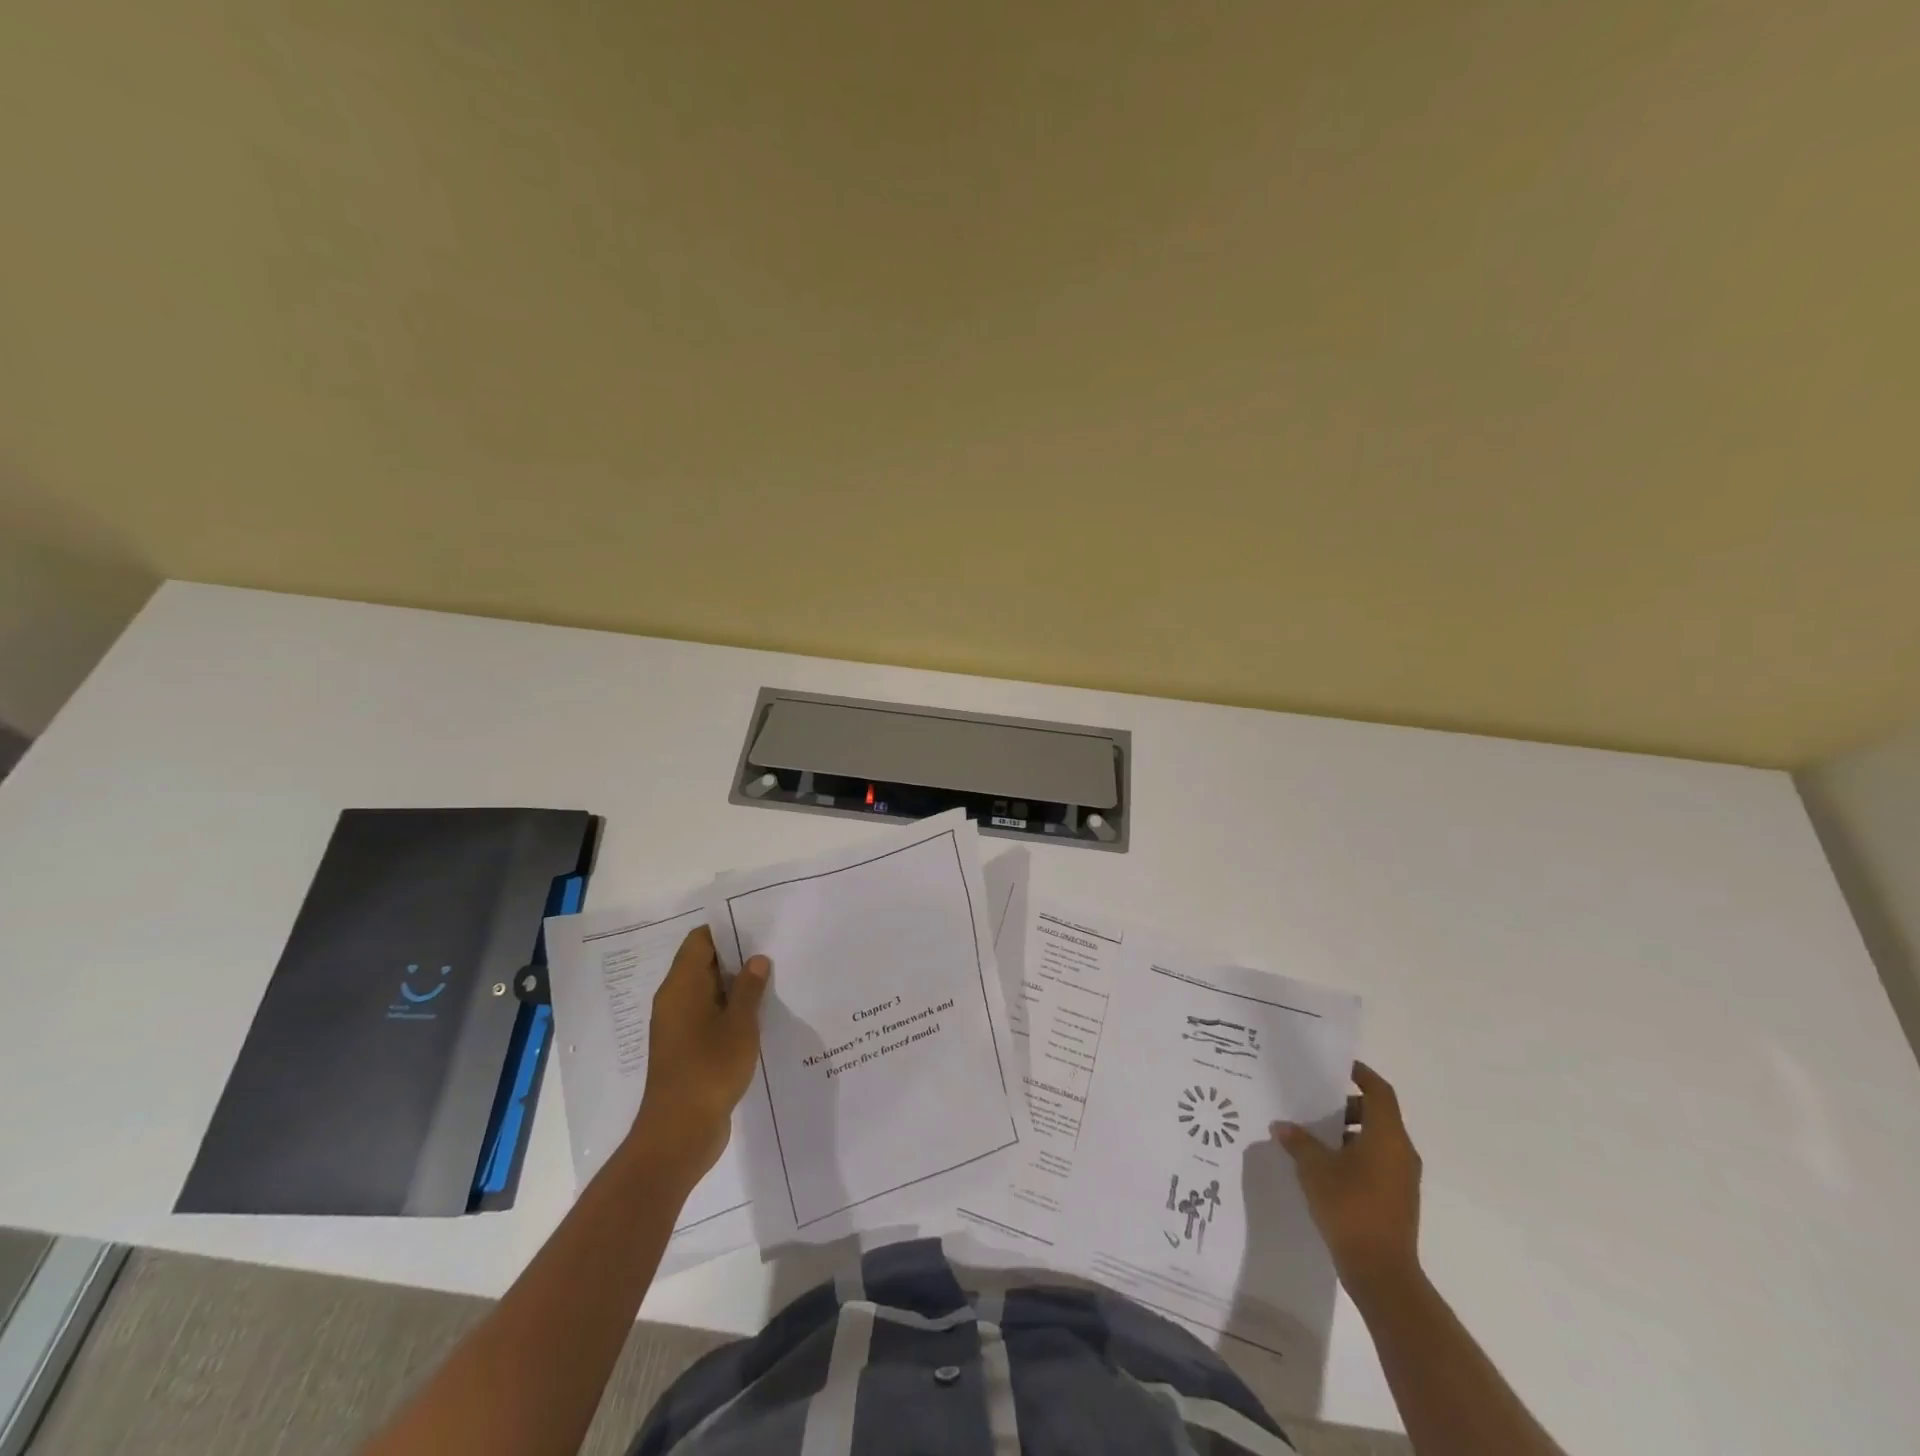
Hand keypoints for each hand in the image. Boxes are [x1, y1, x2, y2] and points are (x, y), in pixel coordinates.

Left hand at [629, 927, 769, 1179]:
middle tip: (774, 950)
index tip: (759, 926)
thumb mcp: (740, 1025)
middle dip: (737, 957)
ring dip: (736, 987)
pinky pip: (708, 1017)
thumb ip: (750, 988)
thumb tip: (756, 959)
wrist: (679, 1134)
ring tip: (773, 980)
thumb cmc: (709, 1069)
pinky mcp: (686, 1050)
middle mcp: (674, 1001)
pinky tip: (760, 1016)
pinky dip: (730, 1011)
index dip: (727, 929)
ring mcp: (678, 1027)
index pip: (700, 941)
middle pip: (703, 964)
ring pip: (708, 992)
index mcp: (681, 986)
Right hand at [1273, 1062, 1421, 1297]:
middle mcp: (1400, 1152)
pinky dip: (1354, 1155)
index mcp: (1387, 1136)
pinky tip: (1324, 1167)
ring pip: (1376, 1140)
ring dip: (1348, 1133)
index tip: (1337, 1066)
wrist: (1381, 1274)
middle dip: (1346, 1106)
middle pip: (1376, 1115)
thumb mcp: (1315, 1169)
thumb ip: (1299, 1142)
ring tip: (1313, 1137)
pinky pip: (1376, 1163)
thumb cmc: (1350, 1207)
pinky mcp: (1397, 1199)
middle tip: (1314, 1104)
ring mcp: (1402, 1179)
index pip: (1379, 1091)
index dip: (1361, 1074)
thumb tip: (1282, 1126)